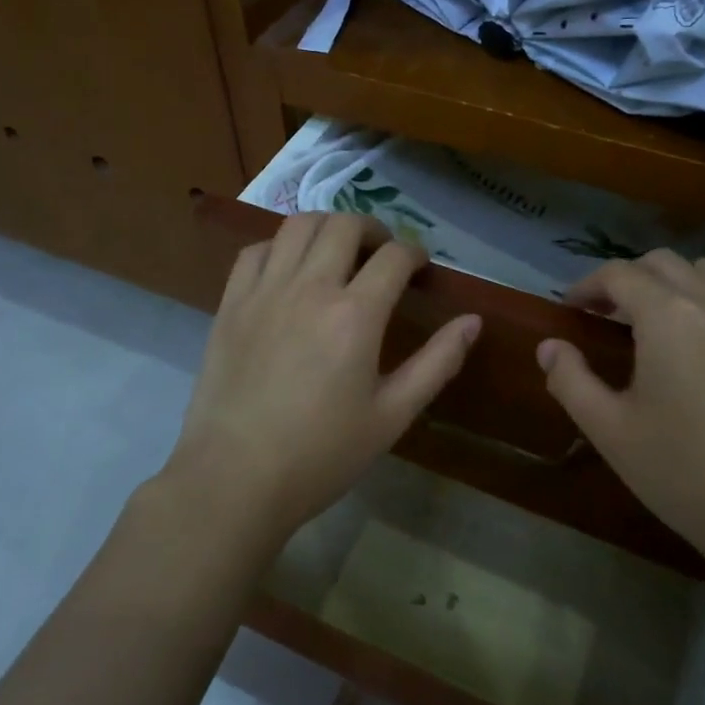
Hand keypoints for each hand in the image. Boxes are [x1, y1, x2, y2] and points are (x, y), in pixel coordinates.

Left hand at [164, 213, 480, 545]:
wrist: (235, 480)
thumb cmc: (321, 454)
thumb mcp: (392, 416)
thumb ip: (437, 363)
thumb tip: (473, 321)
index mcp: (355, 315)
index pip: (394, 256)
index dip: (415, 254)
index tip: (420, 269)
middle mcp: (310, 288)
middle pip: (345, 225)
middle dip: (374, 230)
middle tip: (382, 255)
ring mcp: (265, 291)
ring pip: (299, 225)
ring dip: (328, 227)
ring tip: (338, 252)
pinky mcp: (231, 303)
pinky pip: (257, 250)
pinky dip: (281, 246)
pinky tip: (290, 270)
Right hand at [537, 250, 704, 581]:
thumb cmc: (687, 473)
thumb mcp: (612, 432)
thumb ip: (571, 381)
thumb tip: (549, 347)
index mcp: (668, 317)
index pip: (618, 274)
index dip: (588, 285)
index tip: (572, 309)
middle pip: (662, 263)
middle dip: (628, 279)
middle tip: (609, 316)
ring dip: (673, 283)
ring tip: (659, 323)